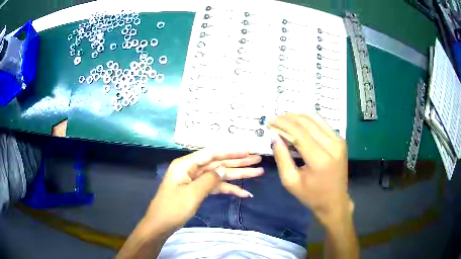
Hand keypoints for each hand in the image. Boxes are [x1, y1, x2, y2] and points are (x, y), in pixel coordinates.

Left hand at [144, 149, 262, 232]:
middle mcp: (191, 169)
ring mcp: (195, 180)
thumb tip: (225, 168)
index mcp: (186, 164)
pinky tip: (243, 193)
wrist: (160, 225)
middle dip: (238, 162)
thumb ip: (210, 179)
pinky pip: (215, 187)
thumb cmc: (173, 208)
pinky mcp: (198, 190)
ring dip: (237, 175)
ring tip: (257, 173)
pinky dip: (228, 189)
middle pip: (218, 163)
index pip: (211, 154)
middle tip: (257, 159)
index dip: (231, 152)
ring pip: (219, 175)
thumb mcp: (192, 193)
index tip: (247, 151)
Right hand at [269, 113, 352, 226]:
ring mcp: (339, 141)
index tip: (269, 122)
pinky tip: (298, 125)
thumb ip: (281, 157)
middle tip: (275, 121)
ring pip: (316, 118)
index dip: (283, 123)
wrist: (335, 201)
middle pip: (307, 121)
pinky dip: (308, 121)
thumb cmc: (311, 196)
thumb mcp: (290, 181)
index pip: (299, 132)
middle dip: (288, 118)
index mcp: (320, 159)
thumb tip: (274, 136)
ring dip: (298, 117)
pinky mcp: (341, 140)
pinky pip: (322, 123)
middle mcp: (332, 145)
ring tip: (284, 121)